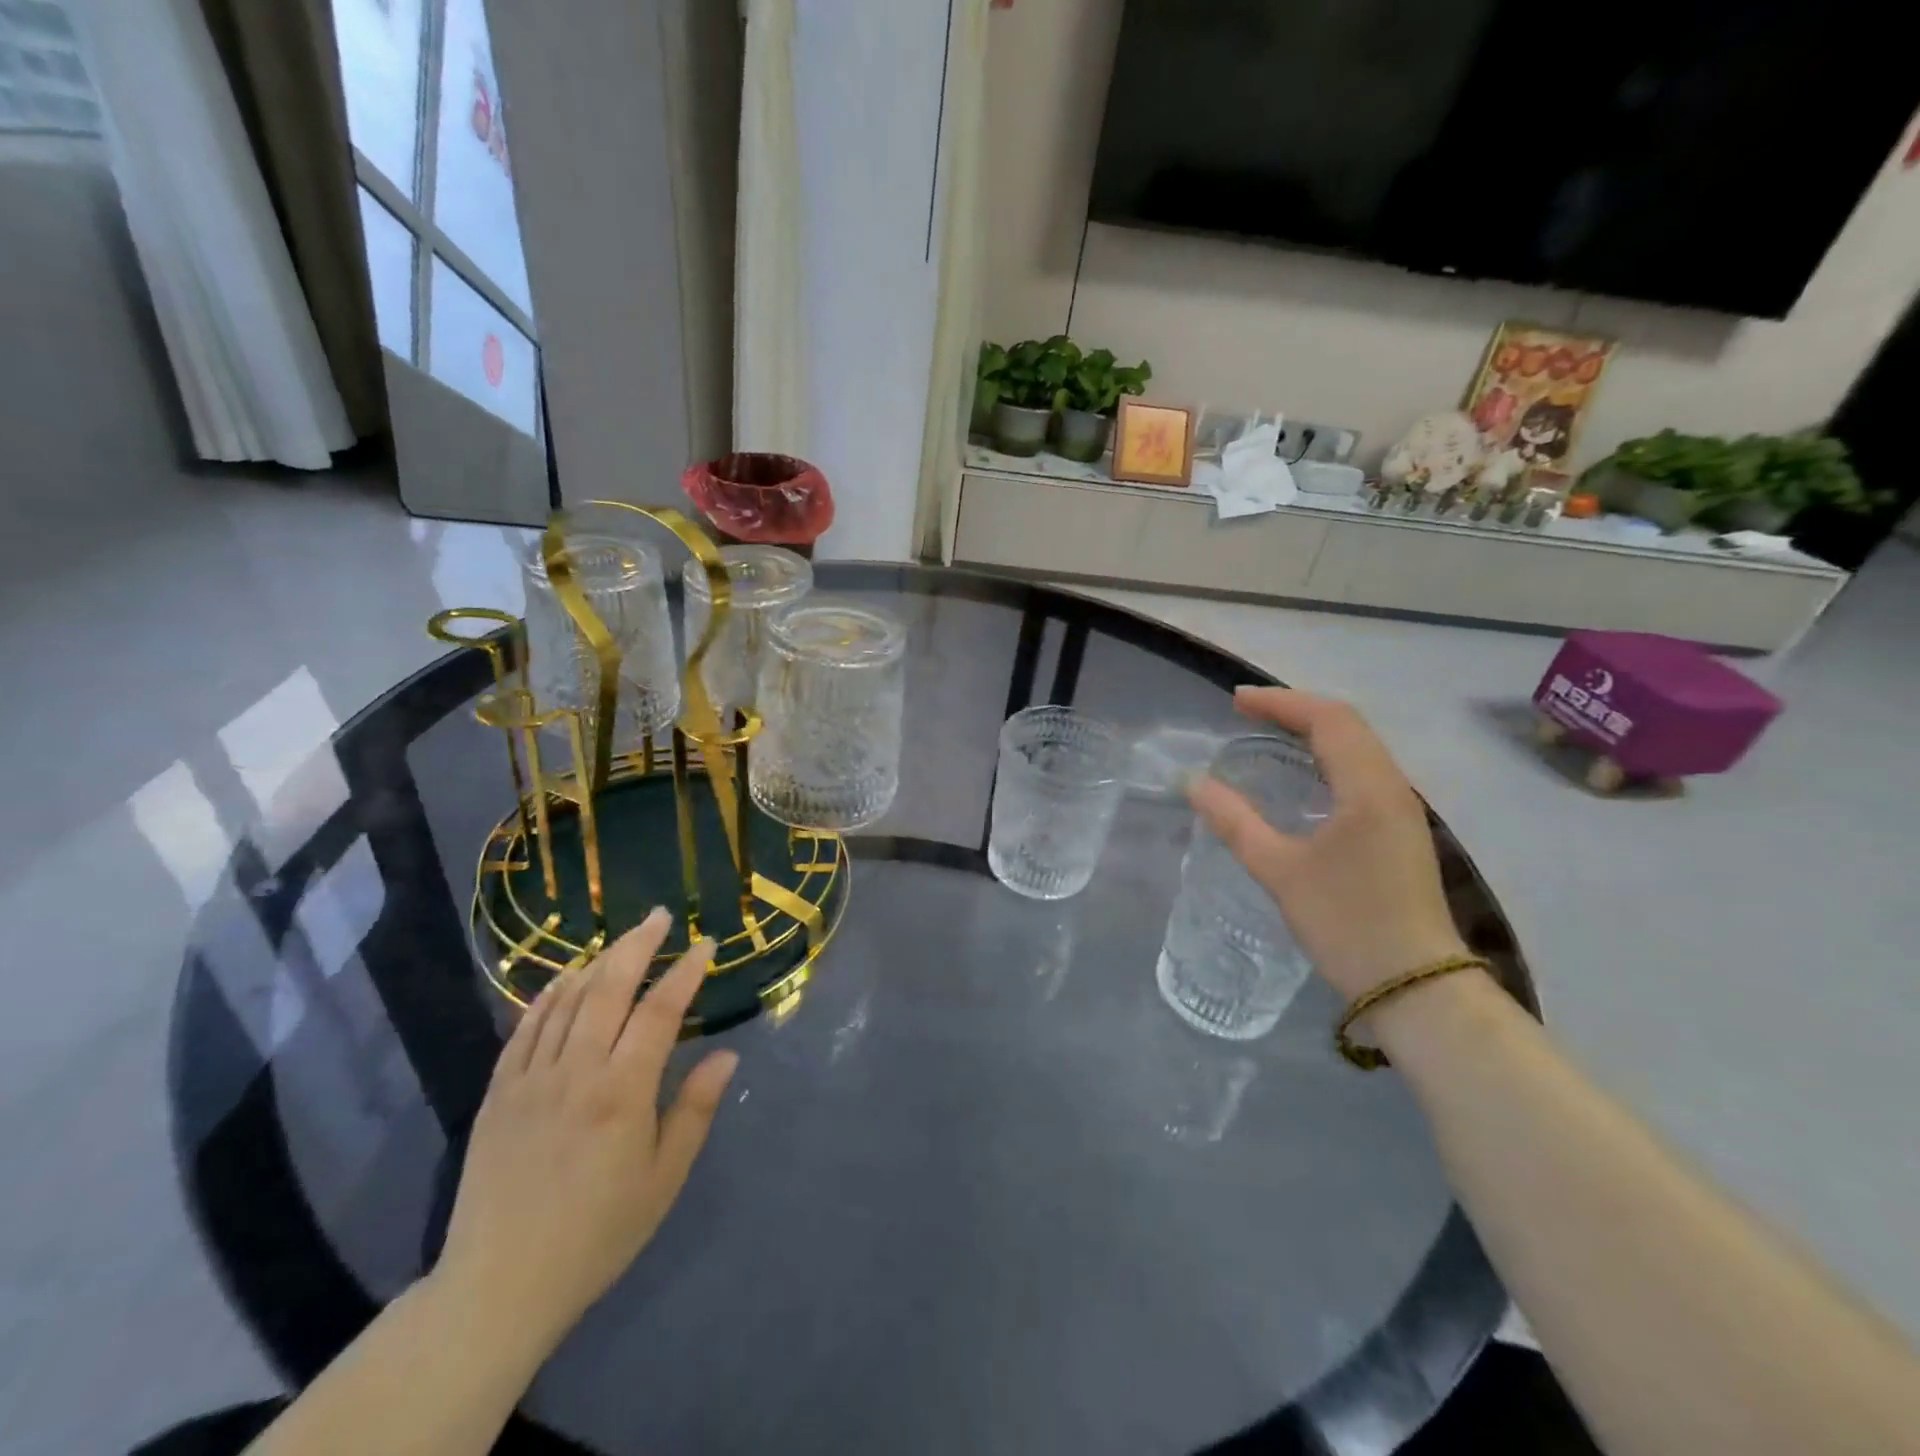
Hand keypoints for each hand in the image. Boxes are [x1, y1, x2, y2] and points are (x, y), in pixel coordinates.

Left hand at [433, 910, 737, 1353]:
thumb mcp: (663, 1179)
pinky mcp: (498, 1094)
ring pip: (565, 1001)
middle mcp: (576, 1073)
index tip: (705, 944)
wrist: (499, 1287)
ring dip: (595, 962)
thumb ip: (694, 1110)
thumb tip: (726, 1055)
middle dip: (637, 945)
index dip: (686, 972)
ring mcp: (530, 1080)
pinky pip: (524, 1030)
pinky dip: (547, 997)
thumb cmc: (598, 1233)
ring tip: (620, 940)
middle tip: (659, 917)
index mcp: (622, 1093)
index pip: (660, 1011)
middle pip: (608, 989)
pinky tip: (563, 981)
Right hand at [1188, 687, 1466, 1000]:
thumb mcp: (1281, 871)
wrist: (1417, 987)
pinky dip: (1327, 757)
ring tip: (1269, 732)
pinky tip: (1303, 775)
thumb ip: (1235, 822)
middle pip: (1348, 725)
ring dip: (1314, 731)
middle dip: (1296, 709)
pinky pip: (1362, 771)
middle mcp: (1393, 788)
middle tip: (1246, 711)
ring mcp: (1402, 810)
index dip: (1281, 702)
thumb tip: (1193, 783)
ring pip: (1359, 747)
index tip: (1235, 701)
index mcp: (1369, 789)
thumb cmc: (1347, 923)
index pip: (1328, 720)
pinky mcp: (1399, 831)